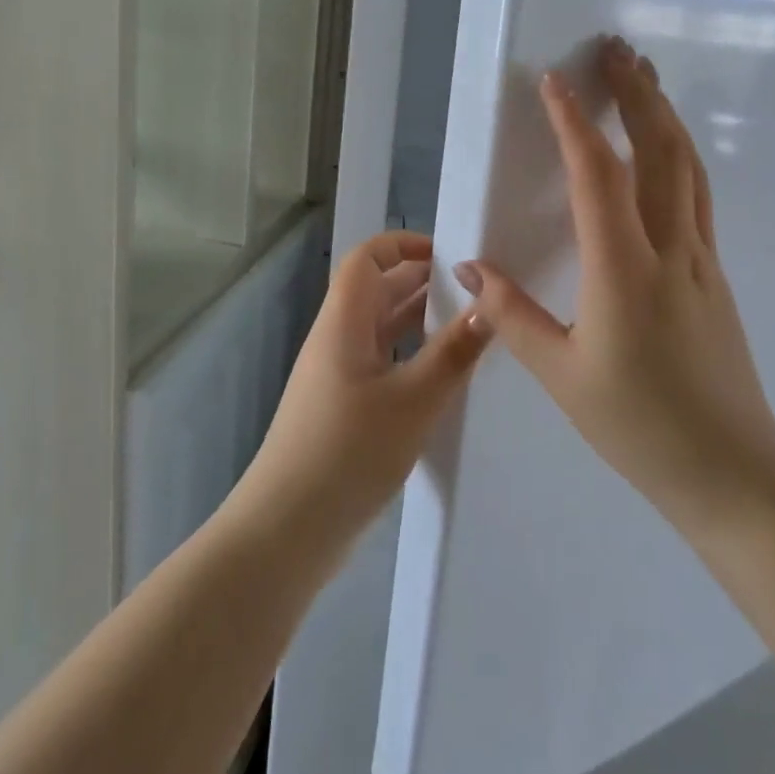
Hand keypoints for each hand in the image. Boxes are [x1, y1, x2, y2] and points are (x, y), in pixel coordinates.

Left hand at [235, 231, 492, 561]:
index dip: (403, 245)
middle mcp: (337, 339)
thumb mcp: (412, 401)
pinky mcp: (343, 408)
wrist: (287, 528)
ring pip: (381, 329)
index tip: (450, 255)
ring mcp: (337, 375)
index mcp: (344, 322)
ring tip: (470, 326)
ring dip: (419, 321)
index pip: (367, 259)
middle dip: (421, 282)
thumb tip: (487, 305)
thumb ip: (452, 352)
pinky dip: (411, 357)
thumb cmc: (348, 451)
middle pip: (376, 291)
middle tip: (475, 290)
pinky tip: (444, 375)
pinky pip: (381, 363)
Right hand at [454, 37, 774, 536]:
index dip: (575, 124)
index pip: (599, 177)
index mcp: (624, 272)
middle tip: (617, 49)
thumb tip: (469, 266)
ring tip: (644, 78)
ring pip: (688, 167)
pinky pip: (696, 195)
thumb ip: (512, 315)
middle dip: (638, 94)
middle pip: (661, 152)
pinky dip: (678, 153)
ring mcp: (701, 259)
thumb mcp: (561, 376)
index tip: (555, 82)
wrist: (732, 470)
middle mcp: (670, 250)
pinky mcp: (714, 272)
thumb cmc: (639, 426)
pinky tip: (665, 148)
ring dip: (664, 115)